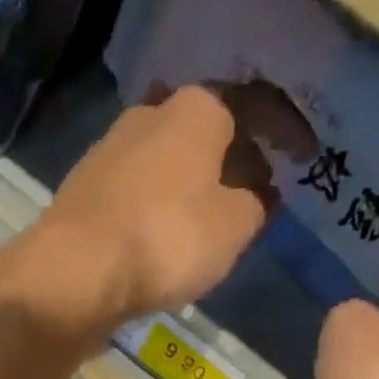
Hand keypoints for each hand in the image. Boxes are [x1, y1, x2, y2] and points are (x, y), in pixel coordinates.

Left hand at [0, 85, 271, 338]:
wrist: (74, 272)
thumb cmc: (166, 239)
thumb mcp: (235, 225)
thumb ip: (256, 203)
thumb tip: (257, 193)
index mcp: (197, 108)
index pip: (256, 105)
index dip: (286, 131)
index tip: (304, 157)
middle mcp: (149, 114)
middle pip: (205, 131)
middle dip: (233, 158)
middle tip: (253, 192)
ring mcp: (108, 151)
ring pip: (166, 161)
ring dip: (191, 185)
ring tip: (208, 219)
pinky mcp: (82, 192)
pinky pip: (136, 192)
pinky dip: (157, 206)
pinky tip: (161, 235)